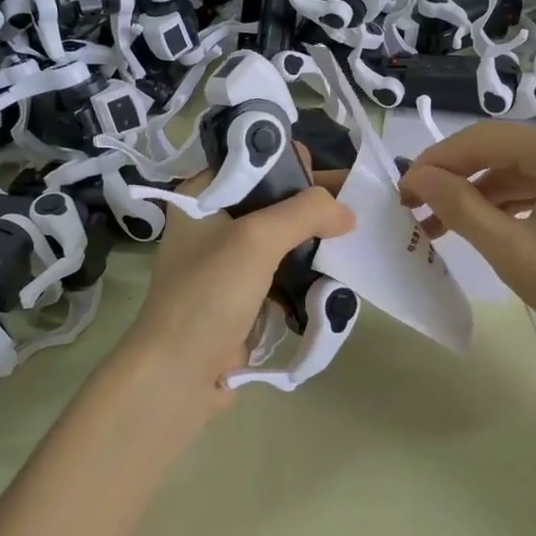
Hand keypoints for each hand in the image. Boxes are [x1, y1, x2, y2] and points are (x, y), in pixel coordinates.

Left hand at [116, 150, 354, 415]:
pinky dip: (306, 271)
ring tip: (354, 240)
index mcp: (203, 196)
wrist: (178, 375)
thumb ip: (305, 212)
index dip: (293, 162)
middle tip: (358, 206)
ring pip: (282, 237)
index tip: (332, 178)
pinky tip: (335, 274)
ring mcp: (228, 260)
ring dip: (314, 239)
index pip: (254, 160)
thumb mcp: (257, 239)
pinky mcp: (243, 294)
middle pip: (273, 198)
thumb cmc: (209, 294)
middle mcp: (213, 221)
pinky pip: (283, 271)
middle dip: (313, 204)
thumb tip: (346, 212)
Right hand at [397, 122, 535, 363]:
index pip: (484, 140)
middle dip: (456, 181)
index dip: (436, 162)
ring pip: (521, 171)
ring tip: (437, 226)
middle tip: (415, 209)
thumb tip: (416, 177)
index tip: (401, 190)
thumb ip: (459, 206)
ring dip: (480, 196)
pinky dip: (511, 205)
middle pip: (502, 152)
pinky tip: (481, 227)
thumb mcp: (512, 250)